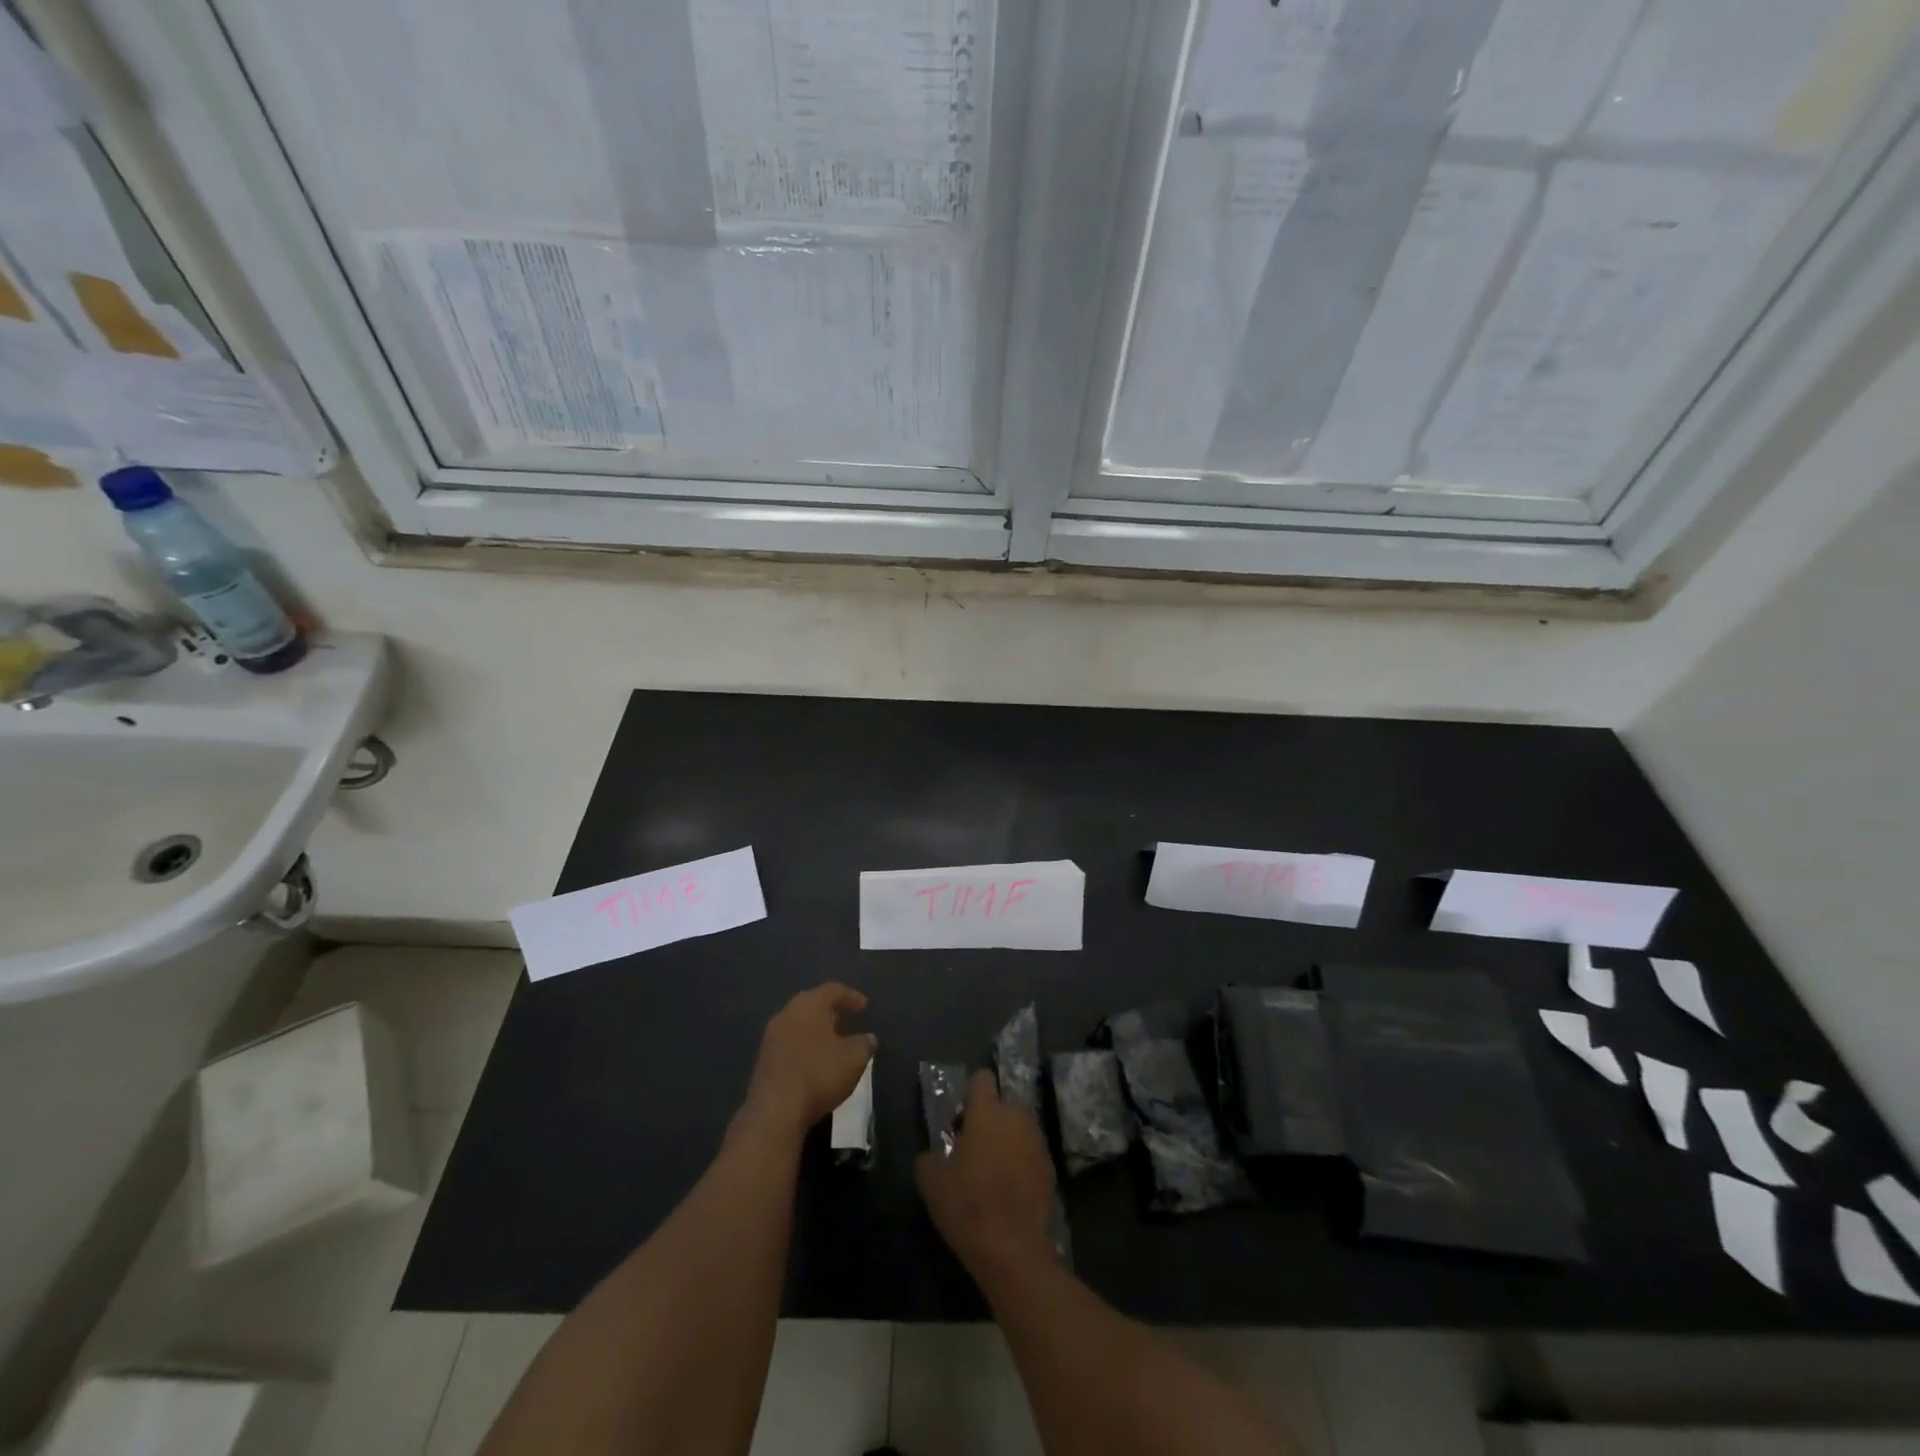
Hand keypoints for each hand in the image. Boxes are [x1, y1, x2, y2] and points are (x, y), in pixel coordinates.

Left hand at [740, 983, 875, 1140]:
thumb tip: (868, 1038)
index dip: (851, 996)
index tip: (864, 1006)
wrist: (775, 1111)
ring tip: (832, 1043)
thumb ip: (865, 1044)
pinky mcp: (763, 1059)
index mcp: (810, 1004)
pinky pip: (789, 1043)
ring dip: (815, 1030)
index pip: (833, 990)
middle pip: (812, 1004)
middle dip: (830, 1012)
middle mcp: (787, 1013)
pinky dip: (804, 1046)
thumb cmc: (819, 1074)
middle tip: (846, 1020)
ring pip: (798, 1024)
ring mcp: (771, 1036)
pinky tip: (814, 1062)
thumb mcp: (854, 1059)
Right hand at [916, 1070, 1056, 1281]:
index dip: (970, 1093)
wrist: (1013, 1249)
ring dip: (1006, 1142)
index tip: (961, 1117)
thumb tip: (932, 1156)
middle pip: (1001, 1106)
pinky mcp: (1050, 1167)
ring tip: (991, 1175)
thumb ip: (929, 1158)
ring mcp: (1037, 1141)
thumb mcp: (931, 1182)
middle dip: (988, 1122)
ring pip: (1017, 1130)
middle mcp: (1016, 1117)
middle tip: (971, 1152)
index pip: (981, 1079)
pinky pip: (1030, 1154)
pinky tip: (1009, 1193)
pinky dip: (1020, 1165)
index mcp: (987, 1111)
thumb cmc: (968, 1205)